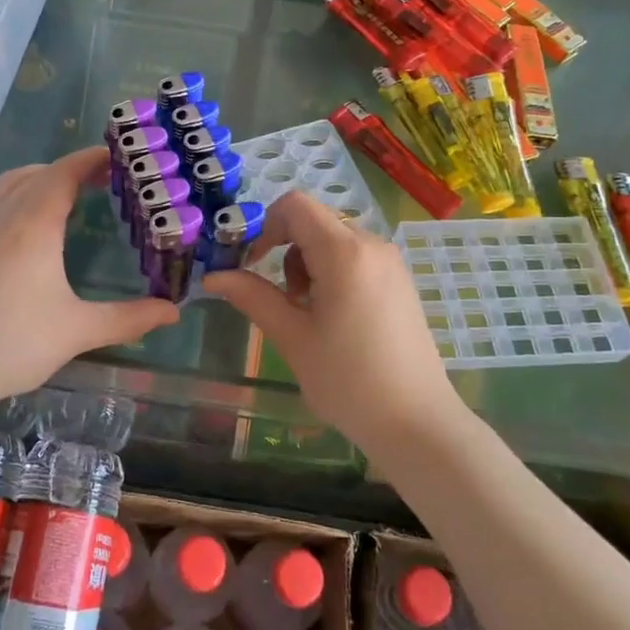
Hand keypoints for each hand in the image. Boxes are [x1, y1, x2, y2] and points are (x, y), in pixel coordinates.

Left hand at [0, 146, 178, 401]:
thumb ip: (128, 318)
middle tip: (106, 179)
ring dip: (43, 177)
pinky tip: (35, 227)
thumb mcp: (78, 331)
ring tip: (72, 195)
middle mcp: (5, 215)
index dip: (92, 159)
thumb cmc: (13, 343)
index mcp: (34, 224)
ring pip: (12, 182)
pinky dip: (23, 194)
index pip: (65, 172)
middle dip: (73, 168)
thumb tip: (173, 311)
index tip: (121, 157)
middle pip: (39, 172)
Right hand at [203, 191, 460, 448]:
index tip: (251, 263)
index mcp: (344, 252)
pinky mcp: (399, 281)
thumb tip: (212, 276)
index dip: (264, 225)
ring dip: (307, 263)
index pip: (294, 205)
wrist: (417, 424)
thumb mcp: (292, 337)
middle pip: (314, 220)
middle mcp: (372, 244)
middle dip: (286, 248)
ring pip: (333, 239)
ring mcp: (390, 262)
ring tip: (307, 313)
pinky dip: (332, 272)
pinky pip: (355, 256)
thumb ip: (252, 296)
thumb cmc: (348, 381)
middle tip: (281, 298)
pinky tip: (333, 316)